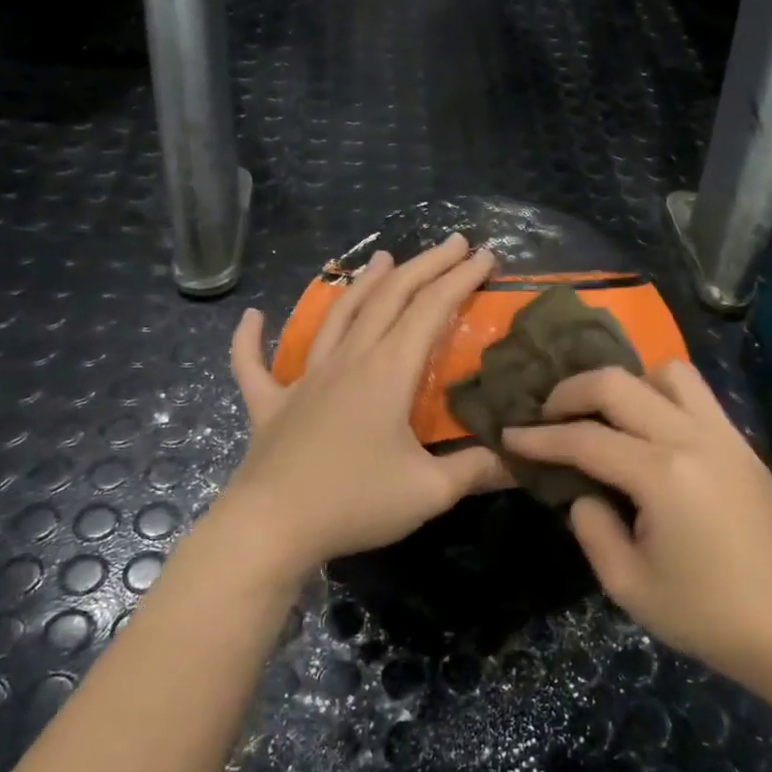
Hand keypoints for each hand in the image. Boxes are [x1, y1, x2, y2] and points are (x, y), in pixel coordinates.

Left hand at [224, 234, 508, 569]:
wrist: (271, 528)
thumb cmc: (354, 503)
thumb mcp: (430, 491)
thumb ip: (477, 470)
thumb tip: (521, 459)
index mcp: (386, 372)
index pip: (430, 310)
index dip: (460, 278)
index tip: (485, 256)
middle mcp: (346, 362)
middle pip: (387, 299)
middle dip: (424, 266)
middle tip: (451, 243)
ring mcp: (303, 381)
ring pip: (335, 318)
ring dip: (361, 285)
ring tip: (381, 258)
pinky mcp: (270, 406)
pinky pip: (254, 366)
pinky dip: (250, 340)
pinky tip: (251, 317)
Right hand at [504, 364, 771, 701]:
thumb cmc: (707, 617)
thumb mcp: (628, 586)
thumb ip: (592, 529)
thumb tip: (583, 492)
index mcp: (662, 475)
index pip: (585, 439)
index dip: (540, 438)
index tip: (509, 434)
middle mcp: (693, 439)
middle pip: (620, 384)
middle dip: (572, 390)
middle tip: (548, 414)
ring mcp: (725, 437)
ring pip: (668, 373)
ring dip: (627, 384)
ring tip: (605, 416)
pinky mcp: (744, 446)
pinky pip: (697, 396)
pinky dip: (661, 397)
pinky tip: (648, 433)